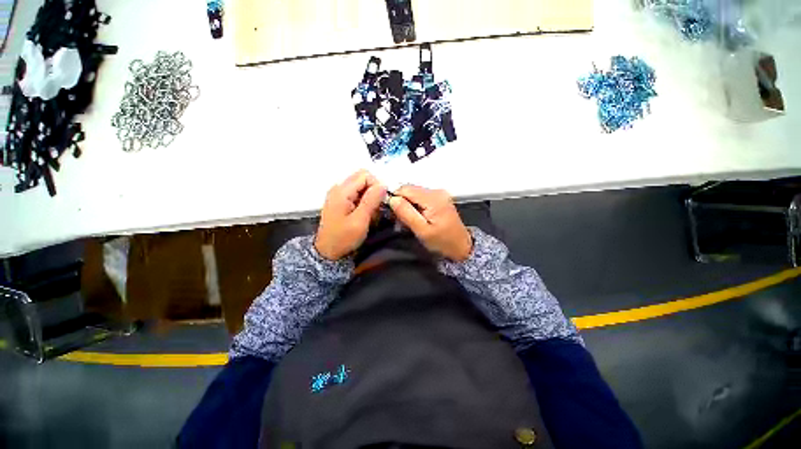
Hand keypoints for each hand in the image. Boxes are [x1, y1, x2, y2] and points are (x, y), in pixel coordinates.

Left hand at [314, 170, 386, 260]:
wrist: (328, 252)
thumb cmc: (343, 238)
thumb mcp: (360, 220)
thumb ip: (371, 200)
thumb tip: (383, 184)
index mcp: (342, 191)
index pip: (365, 175)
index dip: (377, 186)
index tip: (380, 202)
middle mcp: (339, 188)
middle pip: (363, 179)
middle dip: (374, 192)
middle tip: (375, 209)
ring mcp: (339, 194)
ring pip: (361, 187)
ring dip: (370, 198)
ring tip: (369, 214)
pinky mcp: (341, 201)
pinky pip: (357, 194)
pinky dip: (364, 202)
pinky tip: (364, 215)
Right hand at [388, 185, 472, 261]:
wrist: (461, 246)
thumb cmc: (442, 242)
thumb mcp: (422, 231)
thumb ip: (406, 213)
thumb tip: (392, 199)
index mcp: (433, 198)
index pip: (405, 189)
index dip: (396, 199)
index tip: (394, 214)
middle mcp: (437, 191)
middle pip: (410, 190)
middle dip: (402, 203)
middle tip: (401, 220)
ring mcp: (439, 193)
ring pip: (414, 193)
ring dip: (408, 205)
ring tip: (410, 220)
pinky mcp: (439, 198)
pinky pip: (420, 197)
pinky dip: (415, 206)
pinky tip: (417, 217)